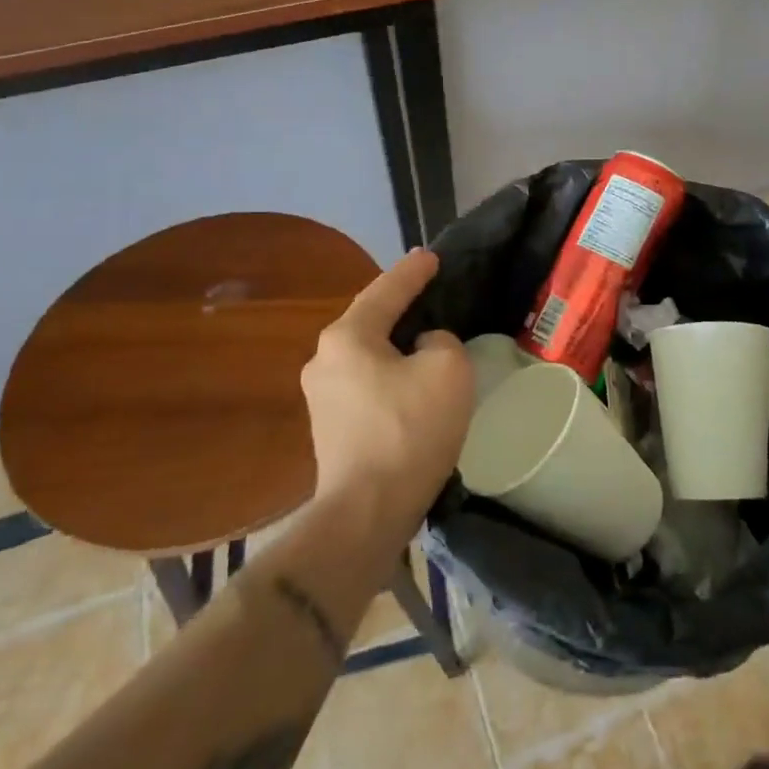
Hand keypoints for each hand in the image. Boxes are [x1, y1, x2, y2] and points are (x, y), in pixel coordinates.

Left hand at [301, 249, 474, 518]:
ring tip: (425, 342)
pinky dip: (389, 375)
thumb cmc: (409, 430)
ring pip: (367, 355)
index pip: (387, 291)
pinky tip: (411, 386)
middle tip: (431, 296)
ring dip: (395, 346)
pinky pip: (365, 384)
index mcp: (347, 338)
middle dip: (400, 307)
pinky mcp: (329, 428)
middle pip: (370, 321)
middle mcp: (324, 360)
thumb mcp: (447, 369)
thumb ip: (441, 341)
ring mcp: (321, 397)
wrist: (367, 512)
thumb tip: (423, 348)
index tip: (431, 256)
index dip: (413, 272)